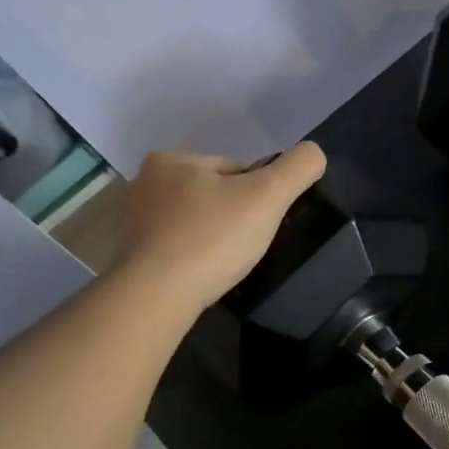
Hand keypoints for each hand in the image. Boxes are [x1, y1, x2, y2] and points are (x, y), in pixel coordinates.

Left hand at [112, 144, 325, 315]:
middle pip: (214, 194)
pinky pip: (178, 246)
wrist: (157, 295)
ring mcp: (135, 220)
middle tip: (248, 245)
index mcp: (172, 159)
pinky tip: (204, 273)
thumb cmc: (213, 238)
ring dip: (214, 237)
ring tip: (227, 262)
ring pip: (196, 221)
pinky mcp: (133, 253)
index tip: (263, 222)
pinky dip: (195, 256)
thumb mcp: (268, 195)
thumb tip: (314, 153)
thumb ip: (297, 168)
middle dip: (234, 216)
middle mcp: (146, 182)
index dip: (259, 196)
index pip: (235, 170)